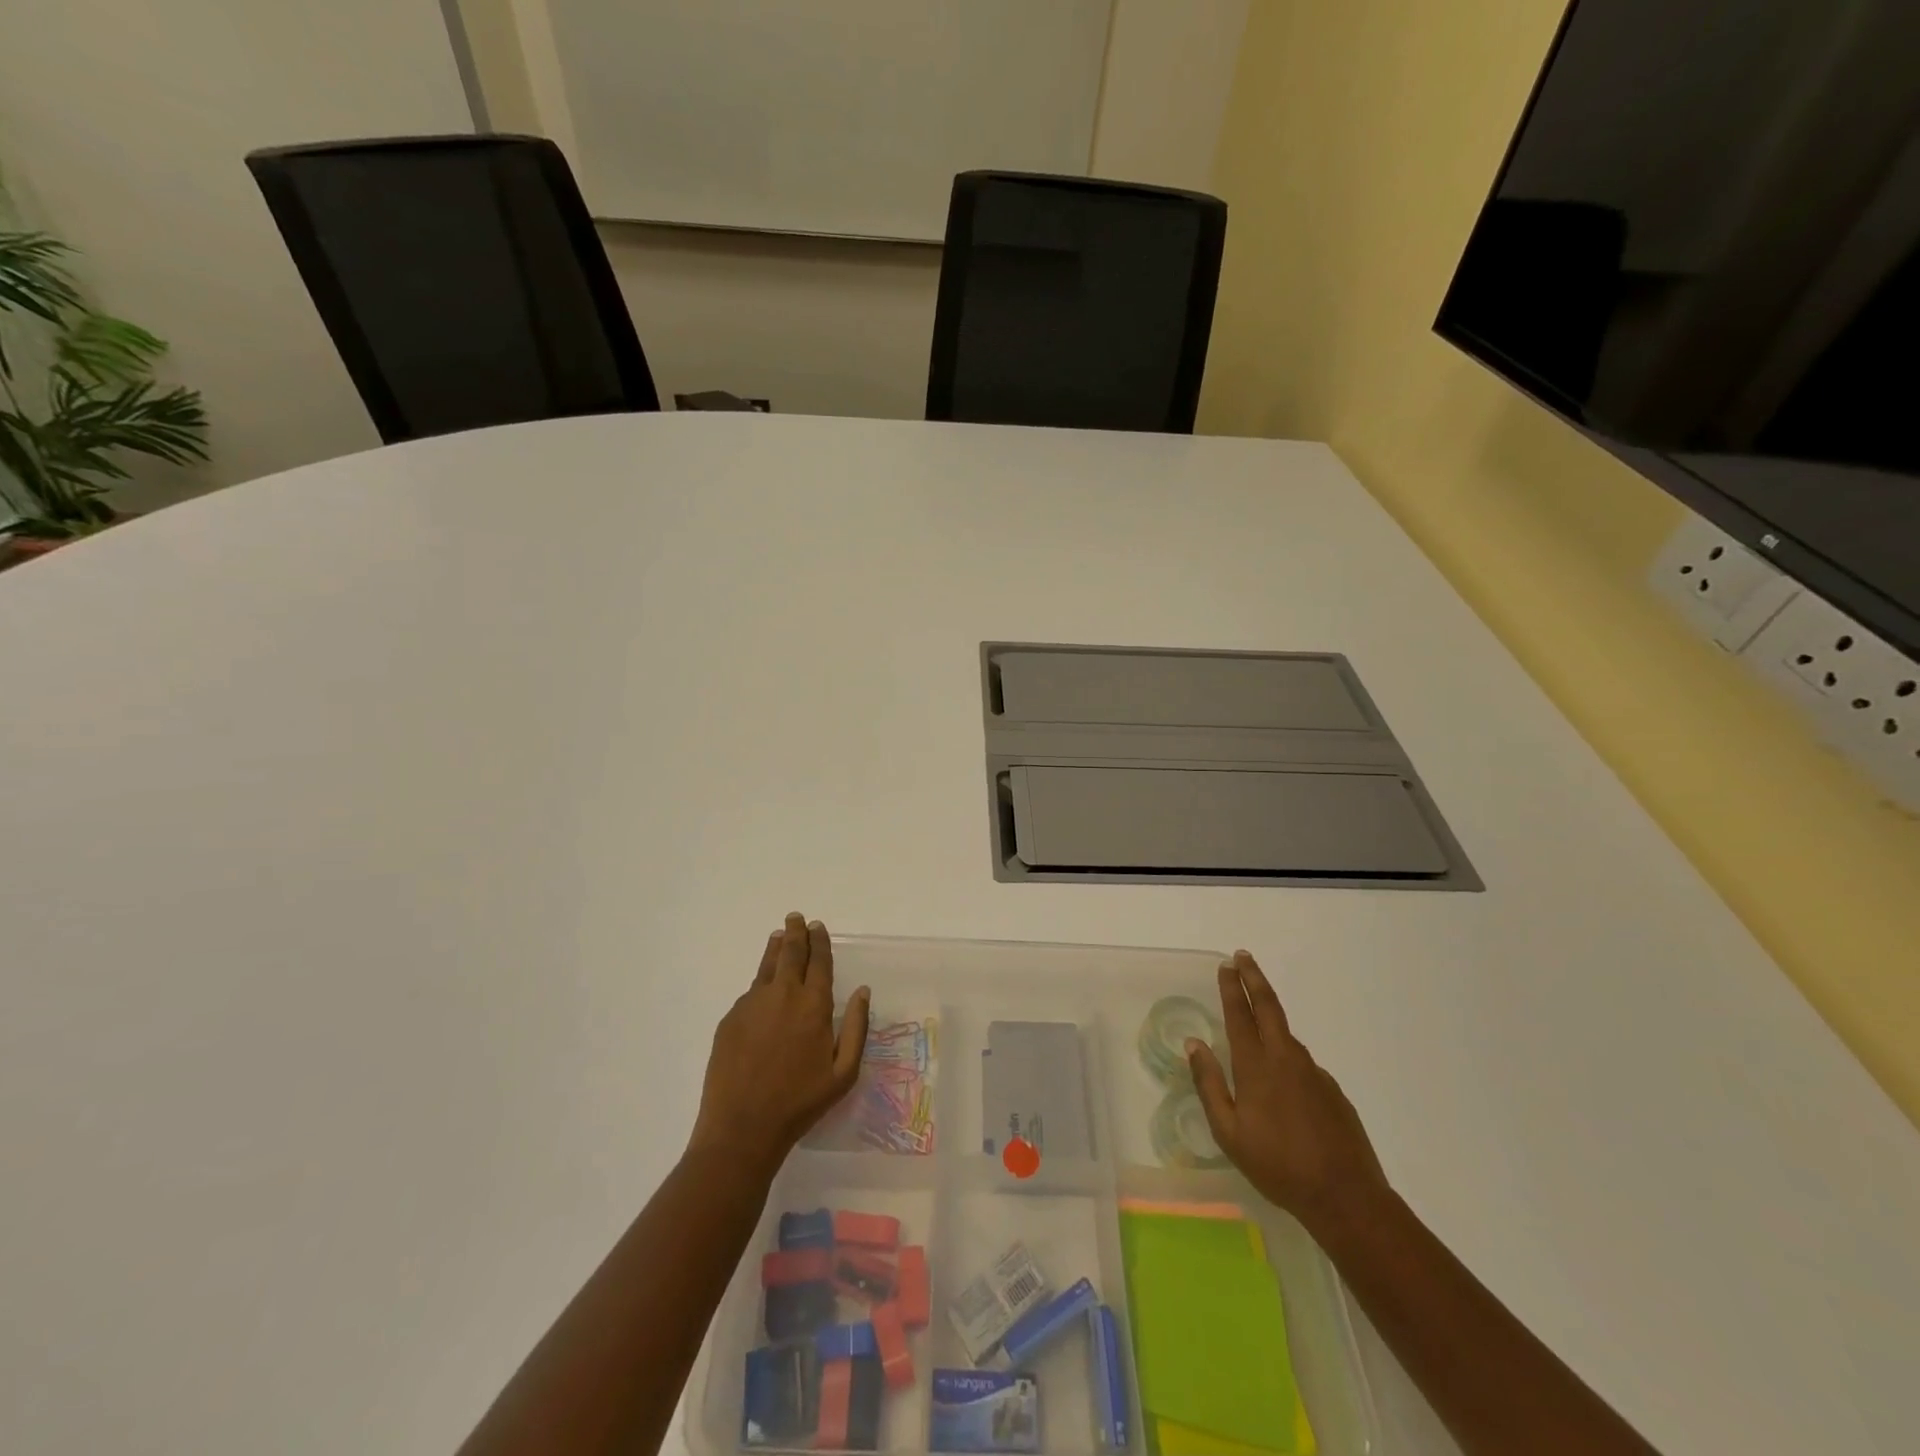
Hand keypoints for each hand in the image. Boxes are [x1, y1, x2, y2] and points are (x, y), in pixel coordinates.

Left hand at [689, 913, 870, 1177]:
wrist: (742, 1127)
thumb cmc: (800, 1103)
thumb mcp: (843, 1073)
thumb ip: (857, 1028)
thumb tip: (863, 992)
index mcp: (814, 1005)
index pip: (819, 962)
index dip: (820, 942)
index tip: (818, 927)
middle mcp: (783, 995)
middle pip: (791, 953)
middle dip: (796, 933)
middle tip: (797, 918)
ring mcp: (752, 1004)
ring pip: (767, 965)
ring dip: (776, 947)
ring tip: (780, 934)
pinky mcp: (731, 1018)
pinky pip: (750, 991)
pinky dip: (760, 980)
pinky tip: (763, 986)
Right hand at [1187, 950, 1389, 1238]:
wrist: (1346, 1198)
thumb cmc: (1277, 1166)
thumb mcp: (1229, 1132)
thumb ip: (1209, 1084)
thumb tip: (1194, 1044)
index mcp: (1256, 1066)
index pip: (1240, 1015)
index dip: (1231, 988)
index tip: (1226, 965)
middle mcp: (1286, 1059)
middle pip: (1269, 1007)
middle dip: (1254, 979)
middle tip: (1243, 956)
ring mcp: (1314, 1073)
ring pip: (1287, 1036)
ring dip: (1270, 1018)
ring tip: (1256, 1023)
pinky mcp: (1333, 1091)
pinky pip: (1303, 1065)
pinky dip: (1288, 1058)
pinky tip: (1284, 1086)